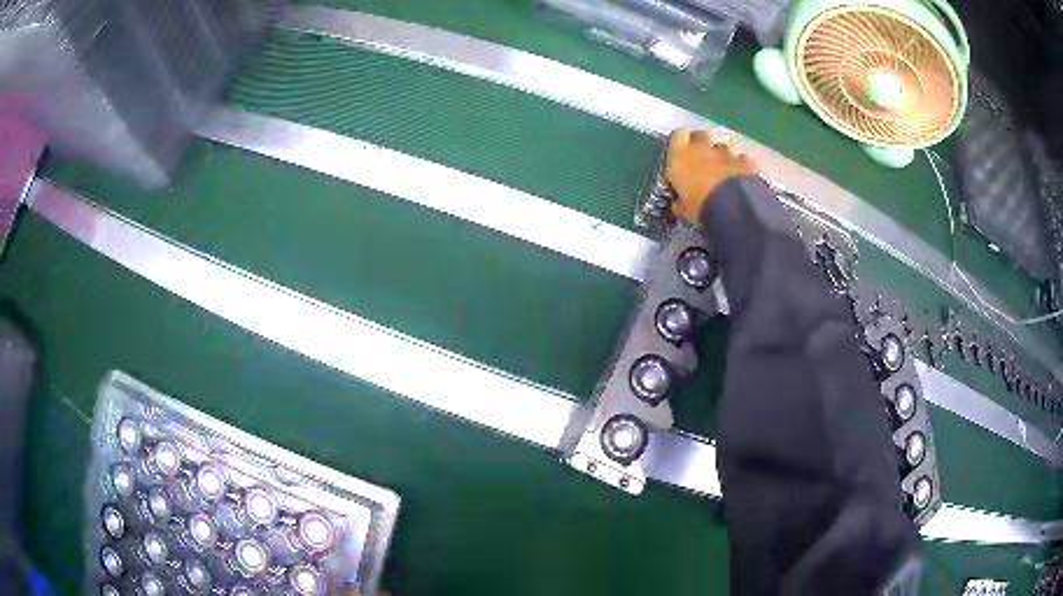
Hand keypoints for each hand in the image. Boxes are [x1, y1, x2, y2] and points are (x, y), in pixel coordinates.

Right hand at [666, 130, 758, 222]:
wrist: (733, 208)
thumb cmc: (700, 205)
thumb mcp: (684, 208)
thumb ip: (680, 202)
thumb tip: (678, 206)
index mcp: (680, 155)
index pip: (677, 136)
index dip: (679, 144)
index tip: (679, 156)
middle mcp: (702, 147)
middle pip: (699, 136)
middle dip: (699, 146)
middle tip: (699, 162)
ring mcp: (725, 152)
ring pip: (720, 147)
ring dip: (719, 156)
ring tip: (720, 173)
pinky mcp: (745, 161)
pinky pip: (740, 158)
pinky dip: (739, 165)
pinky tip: (739, 177)